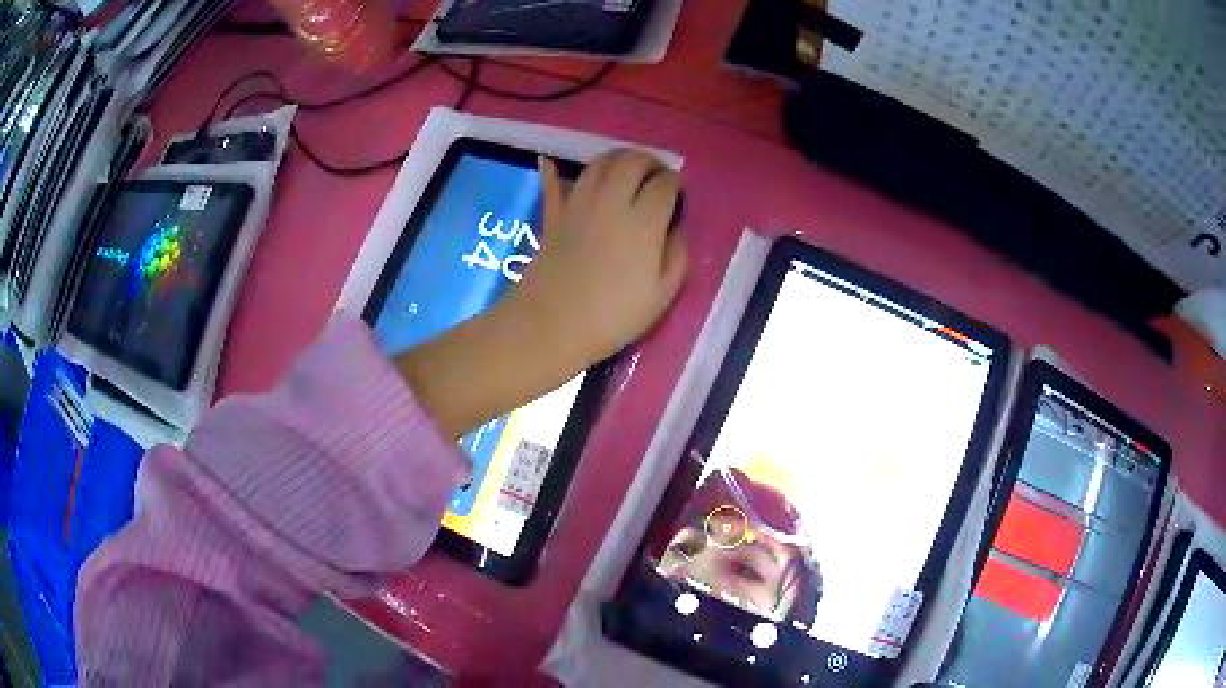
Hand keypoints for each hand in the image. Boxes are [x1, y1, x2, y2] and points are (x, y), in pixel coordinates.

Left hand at [396, 149, 686, 439]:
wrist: (552, 325)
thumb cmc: (613, 316)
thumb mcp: (663, 294)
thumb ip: (677, 255)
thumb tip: (676, 228)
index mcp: (644, 221)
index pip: (664, 184)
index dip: (675, 182)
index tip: (677, 191)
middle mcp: (612, 201)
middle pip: (631, 161)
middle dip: (649, 161)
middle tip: (656, 174)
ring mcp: (578, 205)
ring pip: (598, 164)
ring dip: (616, 159)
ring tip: (625, 170)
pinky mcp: (553, 216)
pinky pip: (552, 184)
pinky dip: (553, 170)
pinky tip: (550, 161)